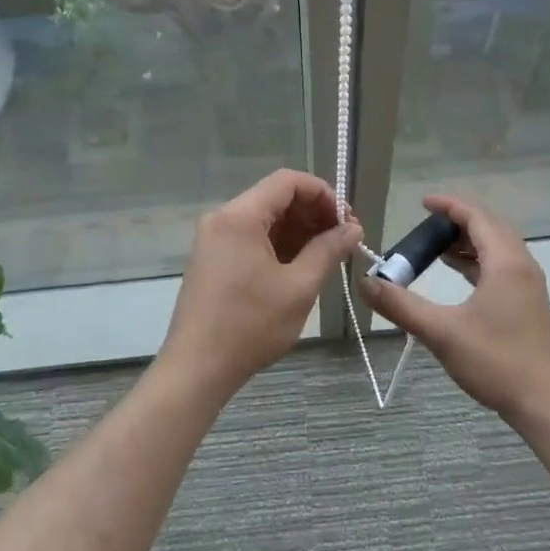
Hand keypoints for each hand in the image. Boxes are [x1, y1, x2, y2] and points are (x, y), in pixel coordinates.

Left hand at [162, 169, 361, 396]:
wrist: (197, 369)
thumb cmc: (250, 325)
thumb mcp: (299, 287)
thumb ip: (328, 250)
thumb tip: (353, 229)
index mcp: (240, 216)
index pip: (288, 181)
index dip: (323, 194)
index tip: (346, 221)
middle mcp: (223, 218)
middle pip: (276, 197)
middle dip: (314, 213)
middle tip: (344, 240)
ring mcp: (214, 239)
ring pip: (265, 219)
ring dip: (299, 230)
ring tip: (328, 256)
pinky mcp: (213, 259)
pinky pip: (252, 238)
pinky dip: (280, 245)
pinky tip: (302, 266)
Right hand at [357, 195, 549, 424]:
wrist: (546, 404)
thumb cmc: (496, 362)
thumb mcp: (442, 332)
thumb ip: (401, 305)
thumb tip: (365, 283)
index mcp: (506, 263)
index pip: (477, 216)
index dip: (449, 205)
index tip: (422, 202)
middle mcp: (522, 265)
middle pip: (490, 226)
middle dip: (458, 220)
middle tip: (426, 225)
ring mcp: (529, 285)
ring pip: (499, 247)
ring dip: (469, 241)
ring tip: (436, 247)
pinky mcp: (529, 302)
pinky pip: (503, 265)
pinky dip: (479, 260)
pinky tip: (459, 274)